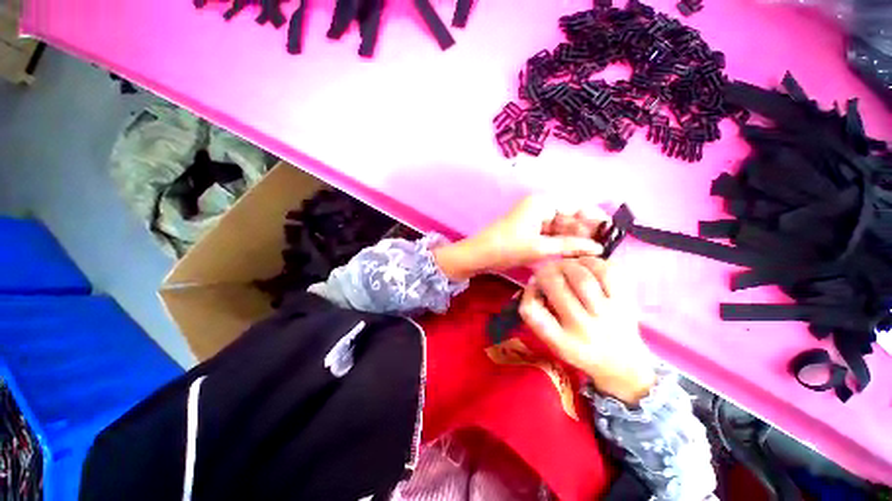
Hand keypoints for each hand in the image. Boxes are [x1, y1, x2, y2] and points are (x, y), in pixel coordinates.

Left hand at [433, 195, 606, 280]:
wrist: (478, 255)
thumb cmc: (507, 248)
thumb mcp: (540, 248)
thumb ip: (570, 246)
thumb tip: (598, 248)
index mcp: (542, 202)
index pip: (576, 204)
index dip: (595, 216)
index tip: (611, 230)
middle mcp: (540, 206)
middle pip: (570, 215)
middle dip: (586, 230)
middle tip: (604, 246)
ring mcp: (534, 218)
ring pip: (561, 226)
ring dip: (575, 237)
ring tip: (593, 252)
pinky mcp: (529, 229)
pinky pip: (551, 233)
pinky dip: (562, 242)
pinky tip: (574, 252)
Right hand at [519, 257, 655, 404]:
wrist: (622, 364)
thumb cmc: (579, 349)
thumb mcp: (552, 341)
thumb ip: (536, 315)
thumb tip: (533, 281)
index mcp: (561, 341)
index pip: (533, 313)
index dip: (528, 292)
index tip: (532, 286)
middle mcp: (584, 328)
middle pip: (557, 288)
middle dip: (546, 272)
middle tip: (545, 271)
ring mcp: (608, 315)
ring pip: (582, 277)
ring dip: (567, 265)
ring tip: (563, 266)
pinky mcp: (626, 302)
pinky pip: (608, 272)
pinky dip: (592, 262)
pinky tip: (584, 264)